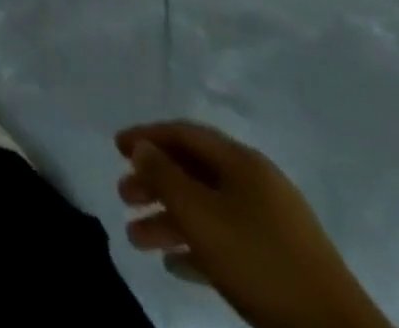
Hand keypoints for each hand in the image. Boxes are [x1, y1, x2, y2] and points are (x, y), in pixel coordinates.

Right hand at [114, 121, 391, 327]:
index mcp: (242, 162)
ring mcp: (273, 224)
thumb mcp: (199, 214)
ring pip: (207, 209)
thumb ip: (163, 174)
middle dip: (154, 183)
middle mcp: (257, 184)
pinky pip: (228, 240)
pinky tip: (175, 265)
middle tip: (123, 196)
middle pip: (193, 171)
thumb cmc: (259, 260)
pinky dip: (198, 246)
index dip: (146, 136)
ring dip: (169, 220)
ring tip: (138, 238)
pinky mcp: (281, 261)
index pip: (183, 133)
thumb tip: (142, 148)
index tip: (116, 148)